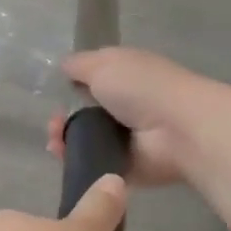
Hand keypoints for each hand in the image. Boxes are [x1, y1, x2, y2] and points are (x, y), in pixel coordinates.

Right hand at [49, 48, 224, 187]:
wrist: (176, 130)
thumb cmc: (142, 87)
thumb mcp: (104, 63)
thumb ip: (79, 65)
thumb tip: (64, 67)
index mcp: (124, 78)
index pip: (90, 82)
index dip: (69, 87)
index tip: (57, 93)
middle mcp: (124, 108)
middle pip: (82, 115)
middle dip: (61, 118)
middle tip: (54, 123)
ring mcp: (123, 140)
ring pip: (82, 142)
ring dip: (63, 140)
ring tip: (56, 142)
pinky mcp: (122, 167)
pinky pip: (90, 165)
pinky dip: (74, 162)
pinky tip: (64, 156)